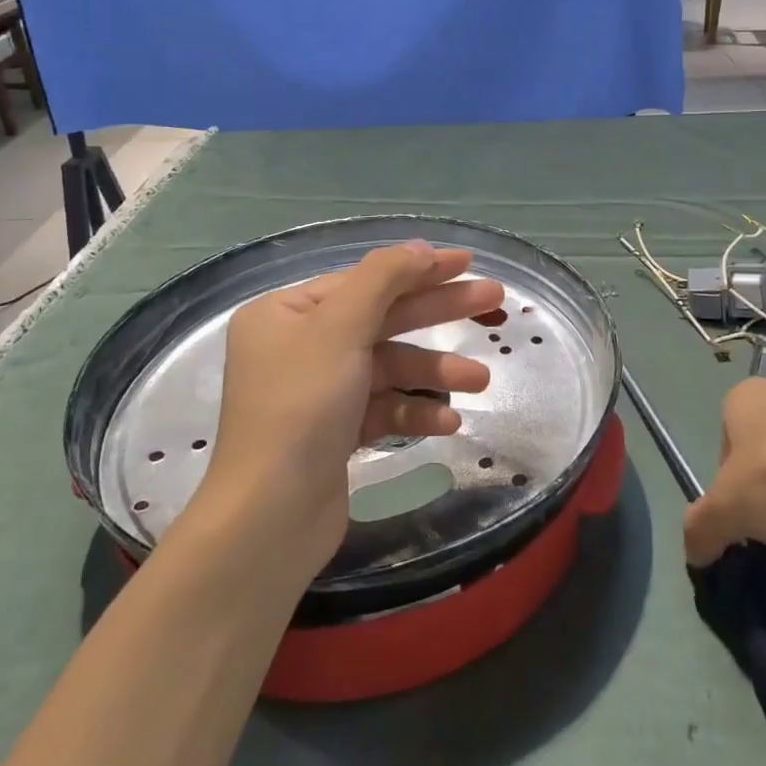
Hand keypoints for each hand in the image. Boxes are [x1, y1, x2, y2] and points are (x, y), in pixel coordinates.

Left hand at [201, 241, 503, 576]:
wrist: (271, 517)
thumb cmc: (302, 406)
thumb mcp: (340, 328)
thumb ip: (383, 279)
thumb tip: (419, 247)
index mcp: (286, 313)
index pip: (364, 279)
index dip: (418, 269)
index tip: (467, 263)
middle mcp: (299, 347)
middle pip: (381, 318)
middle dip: (438, 312)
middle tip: (495, 301)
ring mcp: (318, 392)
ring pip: (388, 367)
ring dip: (434, 372)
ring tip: (481, 380)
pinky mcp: (335, 433)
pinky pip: (382, 408)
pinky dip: (414, 411)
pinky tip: (448, 421)